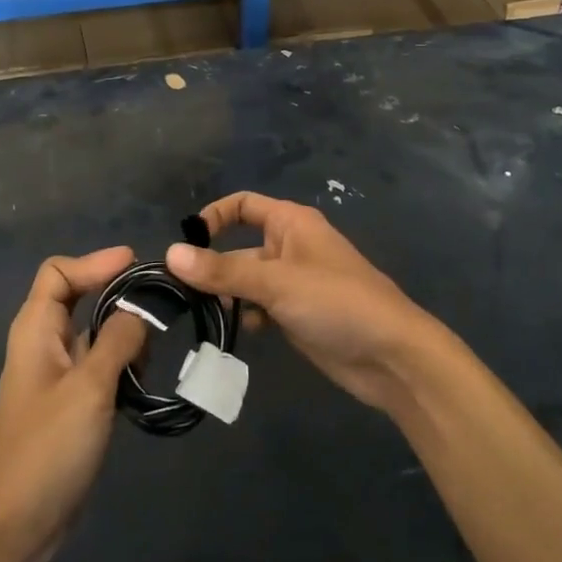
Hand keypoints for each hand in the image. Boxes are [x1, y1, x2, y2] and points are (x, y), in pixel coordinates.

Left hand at [0, 248, 147, 561]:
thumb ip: (118, 341)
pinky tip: (144, 380)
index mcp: (36, 331)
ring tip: (155, 349)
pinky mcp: (70, 405)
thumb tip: (139, 312)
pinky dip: (122, 364)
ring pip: (94, 333)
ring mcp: (56, 377)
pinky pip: (99, 366)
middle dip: (117, 294)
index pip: (59, 272)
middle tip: (160, 302)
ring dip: (124, 333)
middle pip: (79, 298)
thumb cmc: (46, 450)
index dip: (96, 262)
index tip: (138, 264)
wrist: (12, 528)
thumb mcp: (89, 388)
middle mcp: (43, 345)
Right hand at [166, 193, 444, 412]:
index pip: (242, 205)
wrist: (391, 355)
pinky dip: (247, 317)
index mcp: (291, 223)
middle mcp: (290, 247)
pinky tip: (241, 334)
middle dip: (214, 268)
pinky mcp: (297, 315)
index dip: (213, 218)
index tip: (186, 246)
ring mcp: (294, 283)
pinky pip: (260, 308)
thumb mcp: (276, 282)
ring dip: (227, 297)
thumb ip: (223, 270)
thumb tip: (171, 254)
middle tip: (182, 296)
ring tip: (206, 318)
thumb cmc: (336, 302)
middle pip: (239, 247)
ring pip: (246, 282)